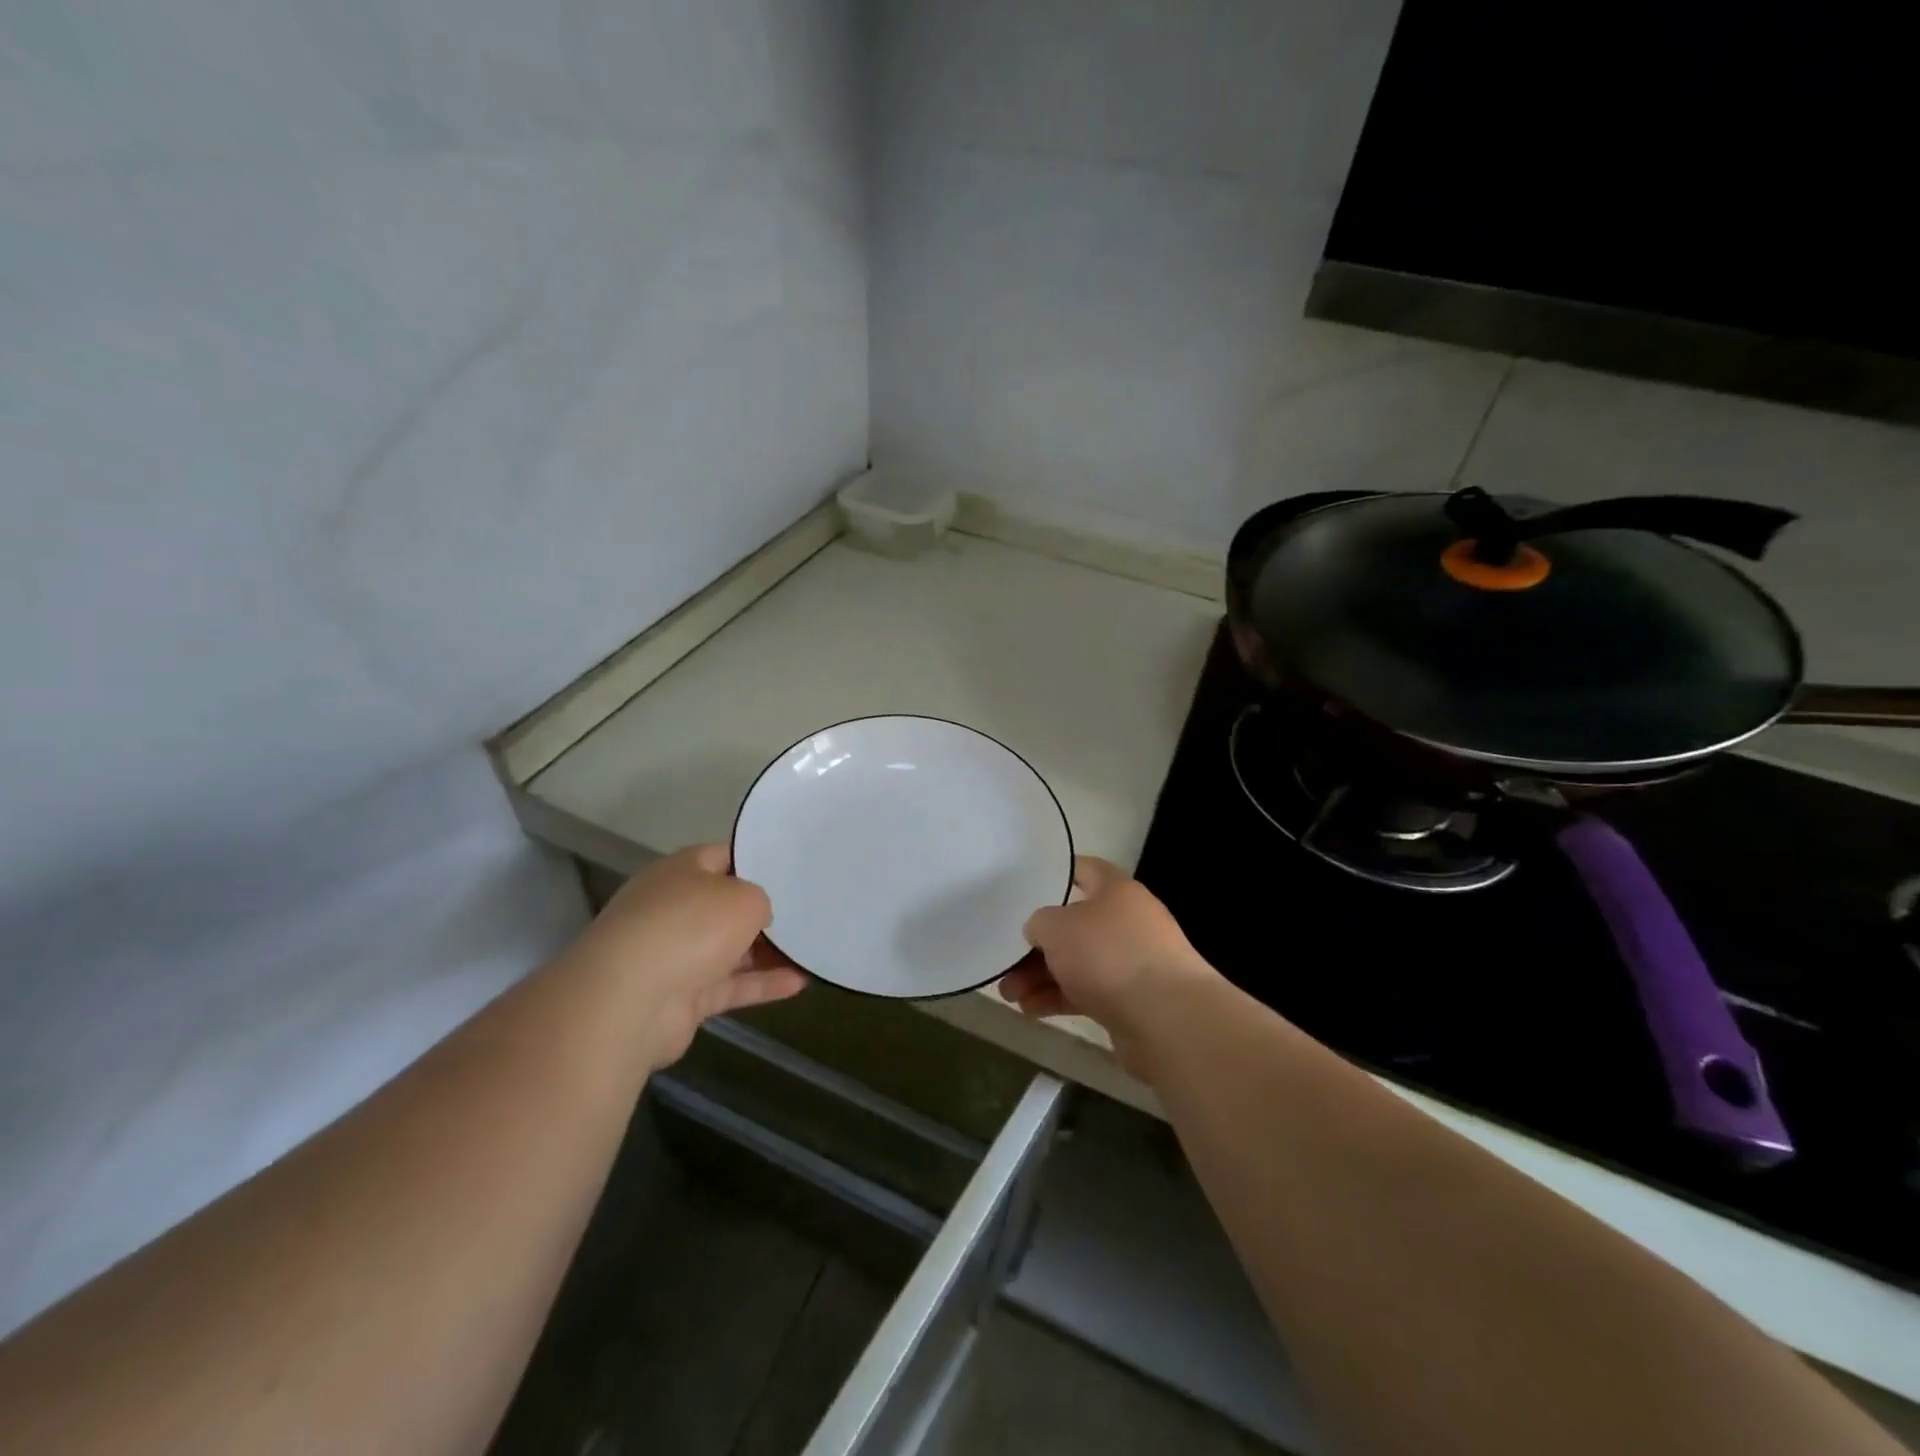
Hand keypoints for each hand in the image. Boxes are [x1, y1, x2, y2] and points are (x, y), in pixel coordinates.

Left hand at [564, 845, 806, 1068]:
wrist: (630, 1000)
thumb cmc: (690, 927)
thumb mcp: (744, 897)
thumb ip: (760, 900)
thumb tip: (757, 918)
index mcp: (680, 872)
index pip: (723, 857)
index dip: (757, 862)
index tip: (792, 871)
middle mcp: (673, 909)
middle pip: (726, 906)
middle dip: (763, 912)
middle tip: (807, 912)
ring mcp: (674, 955)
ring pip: (729, 949)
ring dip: (767, 952)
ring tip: (811, 950)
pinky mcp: (680, 998)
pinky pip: (729, 985)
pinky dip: (761, 985)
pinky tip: (800, 984)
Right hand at [998, 856, 1217, 1074]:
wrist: (1167, 1020)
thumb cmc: (1109, 955)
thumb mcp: (1057, 926)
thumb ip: (1040, 922)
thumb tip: (1041, 932)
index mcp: (1117, 891)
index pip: (1085, 870)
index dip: (1058, 873)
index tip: (1027, 883)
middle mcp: (1128, 922)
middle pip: (1074, 925)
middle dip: (1037, 944)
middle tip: (1005, 959)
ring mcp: (1131, 964)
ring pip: (1077, 963)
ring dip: (1040, 976)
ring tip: (1008, 994)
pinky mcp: (1130, 1002)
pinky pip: (1086, 993)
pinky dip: (1058, 999)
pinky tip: (1030, 1010)